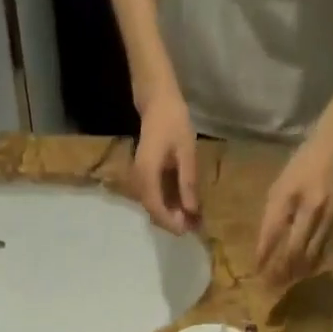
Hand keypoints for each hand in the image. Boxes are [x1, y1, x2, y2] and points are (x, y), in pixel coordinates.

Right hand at [132, 93, 200, 233]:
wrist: (157, 101)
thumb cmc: (173, 121)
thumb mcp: (186, 151)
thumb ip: (187, 182)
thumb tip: (191, 210)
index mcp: (147, 174)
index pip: (155, 208)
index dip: (171, 222)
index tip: (187, 230)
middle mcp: (139, 180)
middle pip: (153, 210)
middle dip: (173, 221)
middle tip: (194, 226)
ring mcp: (139, 178)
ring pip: (153, 205)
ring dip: (171, 214)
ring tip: (192, 218)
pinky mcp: (144, 176)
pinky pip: (154, 196)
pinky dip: (168, 204)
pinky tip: (184, 204)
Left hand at [256, 123, 332, 287]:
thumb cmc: (308, 161)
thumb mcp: (283, 184)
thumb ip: (273, 216)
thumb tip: (264, 251)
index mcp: (289, 195)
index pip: (271, 237)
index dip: (263, 260)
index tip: (257, 275)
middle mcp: (311, 208)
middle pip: (292, 253)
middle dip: (280, 273)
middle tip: (271, 288)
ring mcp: (332, 217)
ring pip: (312, 257)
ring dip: (297, 273)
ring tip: (287, 283)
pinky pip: (330, 252)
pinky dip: (317, 265)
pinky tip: (309, 271)